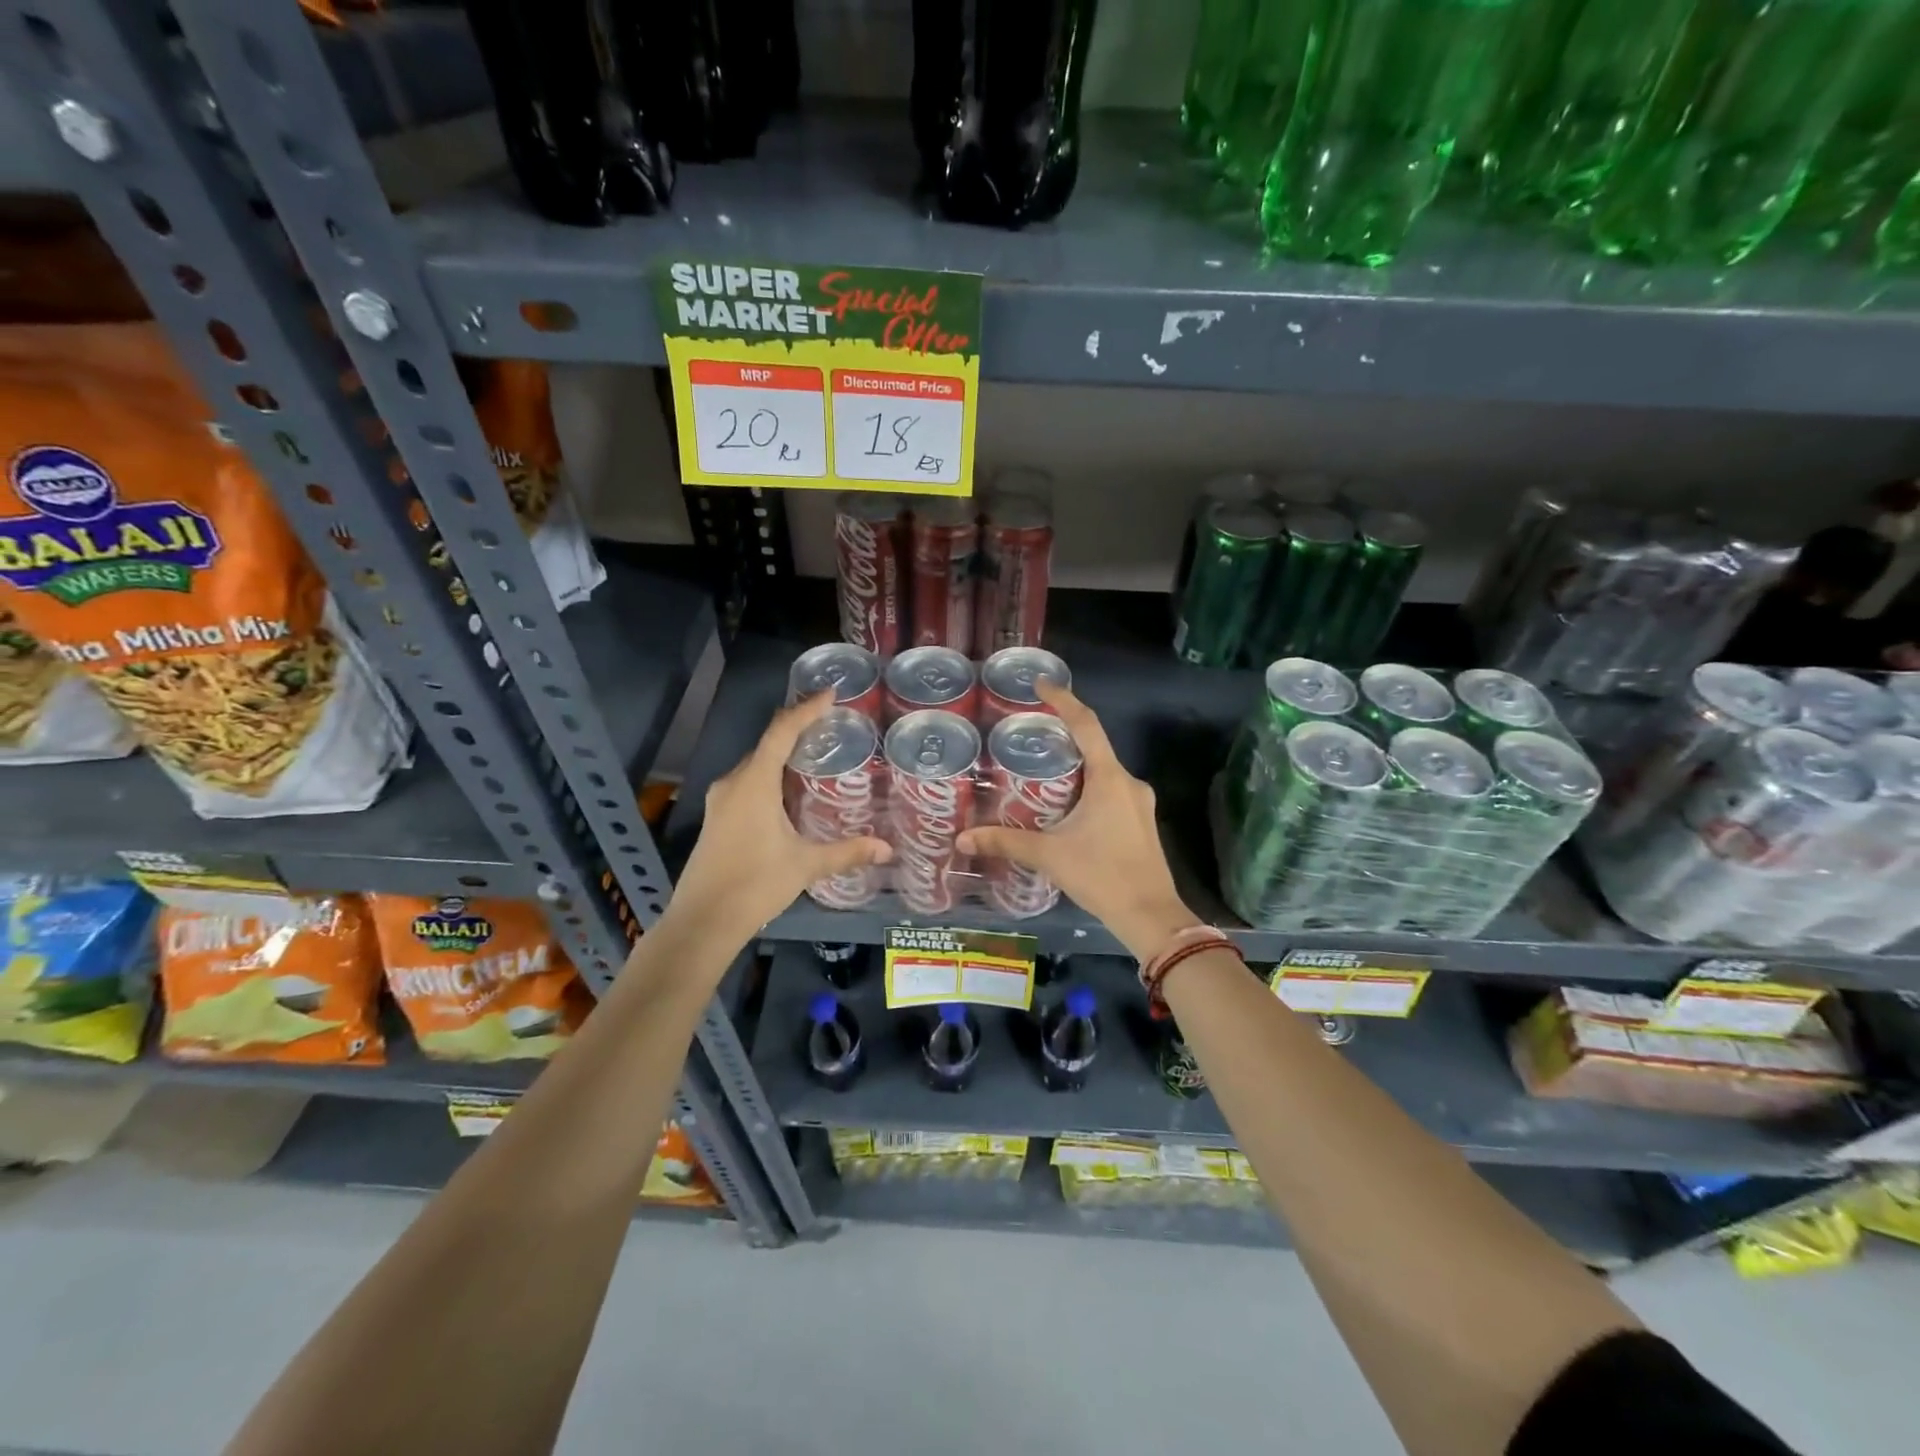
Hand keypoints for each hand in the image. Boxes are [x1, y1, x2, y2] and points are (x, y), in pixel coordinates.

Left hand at [670, 692, 890, 938]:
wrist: (702, 921)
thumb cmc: (755, 884)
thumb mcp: (806, 865)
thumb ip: (847, 852)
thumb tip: (887, 848)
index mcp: (754, 783)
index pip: (781, 732)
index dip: (806, 710)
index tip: (830, 695)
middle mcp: (733, 783)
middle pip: (767, 744)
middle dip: (797, 730)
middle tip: (831, 727)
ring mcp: (721, 801)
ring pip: (755, 765)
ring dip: (783, 755)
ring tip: (816, 755)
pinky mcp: (717, 818)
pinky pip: (747, 783)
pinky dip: (770, 776)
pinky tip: (789, 792)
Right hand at [957, 680, 1199, 959]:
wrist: (1151, 916)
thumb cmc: (1102, 876)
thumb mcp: (1049, 855)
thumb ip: (1005, 842)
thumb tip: (962, 838)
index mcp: (1109, 778)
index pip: (1086, 725)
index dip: (1063, 700)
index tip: (1041, 683)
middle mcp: (1129, 782)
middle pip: (1095, 745)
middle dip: (1064, 735)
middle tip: (1029, 732)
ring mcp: (1140, 803)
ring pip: (1104, 770)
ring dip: (1076, 764)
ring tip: (1041, 768)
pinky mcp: (1141, 822)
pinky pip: (1111, 790)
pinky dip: (1088, 785)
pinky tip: (1065, 803)